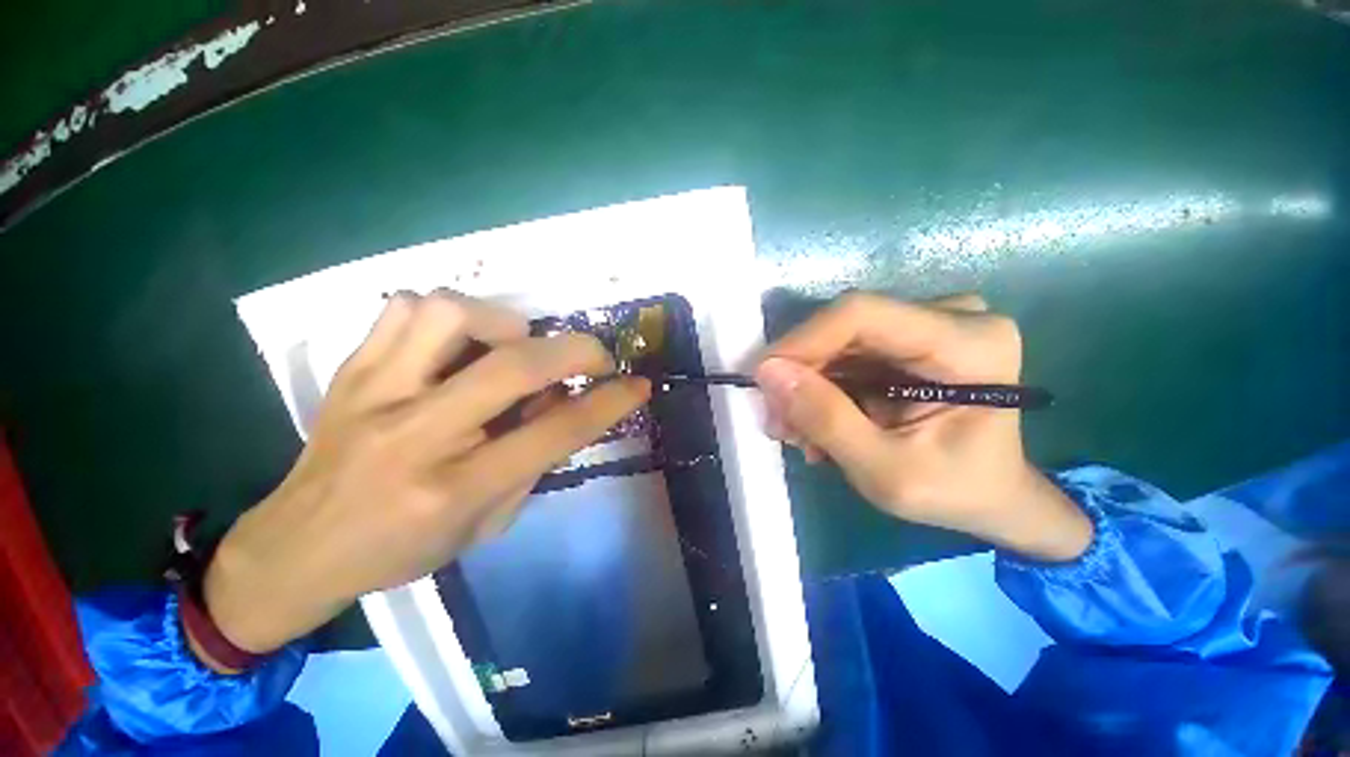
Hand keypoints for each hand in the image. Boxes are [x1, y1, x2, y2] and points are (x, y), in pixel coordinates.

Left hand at [202, 291, 649, 660]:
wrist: (296, 547)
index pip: (554, 433)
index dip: (608, 402)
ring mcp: (376, 394)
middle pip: (514, 367)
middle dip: (576, 350)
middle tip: (596, 356)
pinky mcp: (351, 371)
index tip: (638, 384)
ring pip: (451, 316)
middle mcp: (417, 435)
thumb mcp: (487, 524)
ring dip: (506, 323)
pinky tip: (461, 342)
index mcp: (456, 487)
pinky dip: (450, 314)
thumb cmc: (402, 549)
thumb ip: (535, 462)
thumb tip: (565, 402)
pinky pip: (405, 309)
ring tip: (516, 345)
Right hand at [755, 292, 1090, 561]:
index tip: (762, 379)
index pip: (861, 314)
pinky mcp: (905, 338)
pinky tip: (813, 422)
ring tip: (794, 431)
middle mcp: (952, 317)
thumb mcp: (886, 472)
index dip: (802, 340)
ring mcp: (927, 323)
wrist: (990, 494)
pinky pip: (843, 353)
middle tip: (776, 421)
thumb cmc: (954, 491)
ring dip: (805, 385)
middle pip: (843, 326)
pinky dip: (820, 387)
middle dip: (799, 373)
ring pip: (836, 341)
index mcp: (970, 344)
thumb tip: (767, 372)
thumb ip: (826, 421)